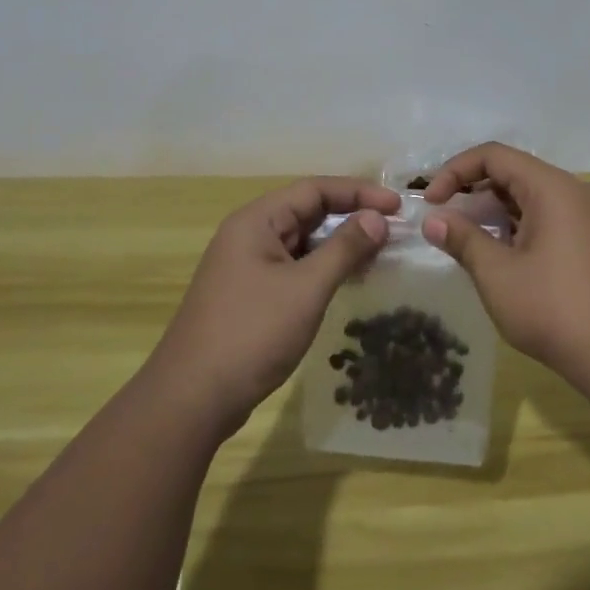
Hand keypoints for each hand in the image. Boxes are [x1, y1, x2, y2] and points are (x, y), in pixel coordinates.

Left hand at [150, 177, 400, 437]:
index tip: (398, 205)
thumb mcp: (305, 288)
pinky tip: (349, 281)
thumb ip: (344, 249)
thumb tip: (379, 218)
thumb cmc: (251, 334)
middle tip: (394, 229)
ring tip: (380, 254)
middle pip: (308, 212)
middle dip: (352, 217)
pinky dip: (324, 268)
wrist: (191, 399)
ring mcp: (248, 266)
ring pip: (303, 241)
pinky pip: (295, 267)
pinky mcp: (251, 294)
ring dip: (340, 244)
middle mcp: (249, 235)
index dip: (359, 192)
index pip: (315, 190)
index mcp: (256, 221)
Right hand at [420, 143, 589, 401]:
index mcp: (553, 187)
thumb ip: (463, 240)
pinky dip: (521, 229)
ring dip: (497, 214)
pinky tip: (506, 261)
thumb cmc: (557, 310)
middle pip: (516, 173)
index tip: (430, 203)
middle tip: (445, 222)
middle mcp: (577, 192)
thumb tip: (433, 220)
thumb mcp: (499, 275)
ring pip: (534, 199)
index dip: (455, 171)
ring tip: (470, 244)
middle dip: (474, 192)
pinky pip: (552, 220)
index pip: (495, 155)